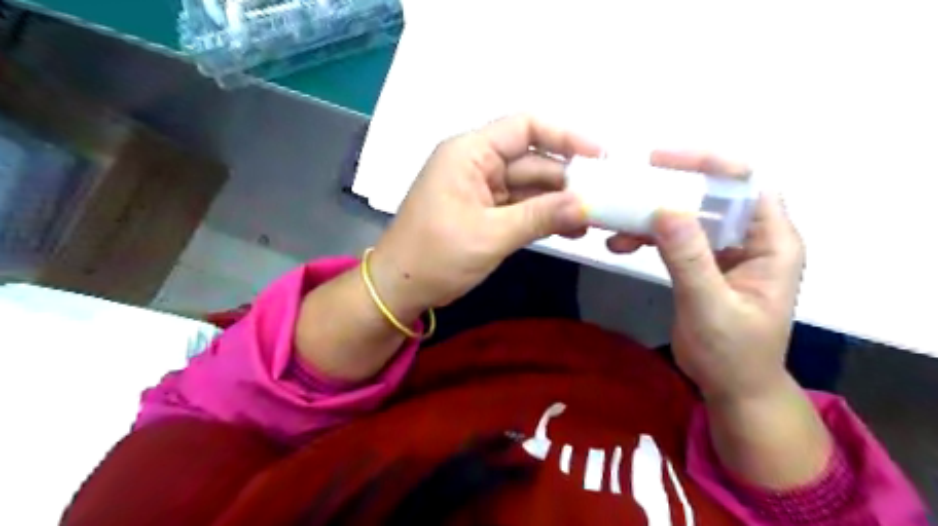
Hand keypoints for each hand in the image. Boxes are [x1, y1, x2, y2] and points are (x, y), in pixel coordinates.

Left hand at [369, 115, 600, 320]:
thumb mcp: (491, 235)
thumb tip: (586, 205)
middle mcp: (475, 163)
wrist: (400, 288)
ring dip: (557, 199)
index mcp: (469, 153)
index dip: (565, 136)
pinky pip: (519, 205)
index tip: (600, 156)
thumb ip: (541, 216)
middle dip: (566, 177)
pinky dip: (541, 214)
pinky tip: (569, 227)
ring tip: (593, 216)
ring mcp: (479, 188)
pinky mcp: (482, 211)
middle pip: (531, 159)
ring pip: (528, 185)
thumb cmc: (436, 256)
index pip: (524, 127)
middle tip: (604, 196)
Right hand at [617, 152, 806, 402]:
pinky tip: (620, 244)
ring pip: (687, 214)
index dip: (709, 163)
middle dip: (669, 187)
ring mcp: (725, 249)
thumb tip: (666, 209)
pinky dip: (647, 236)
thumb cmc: (733, 354)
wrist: (732, 388)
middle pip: (711, 193)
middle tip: (629, 185)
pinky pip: (674, 237)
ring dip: (651, 215)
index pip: (747, 183)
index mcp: (771, 242)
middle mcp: (751, 237)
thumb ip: (690, 260)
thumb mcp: (711, 307)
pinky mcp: (703, 262)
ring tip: (616, 225)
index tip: (661, 162)